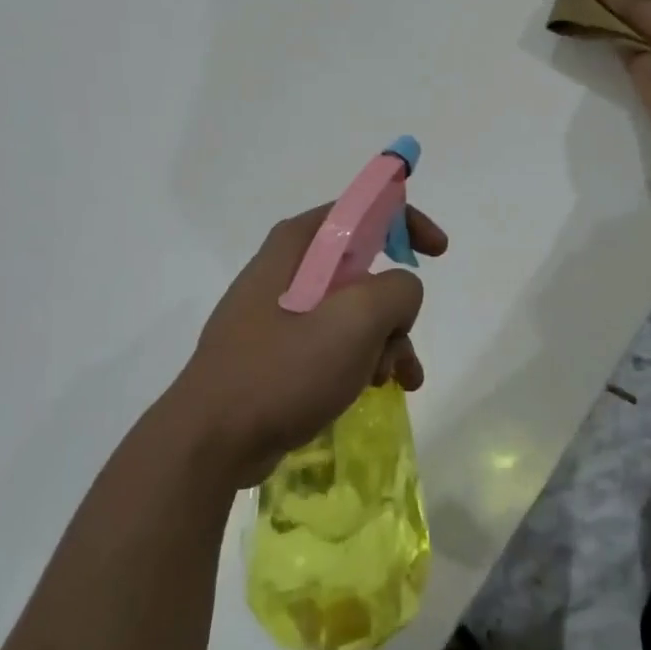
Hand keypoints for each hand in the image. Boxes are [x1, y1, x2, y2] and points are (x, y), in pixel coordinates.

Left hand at [169, 204, 448, 488]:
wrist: (213, 440)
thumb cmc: (284, 369)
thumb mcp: (355, 320)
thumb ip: (397, 291)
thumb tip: (400, 295)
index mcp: (297, 246)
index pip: (361, 209)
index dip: (405, 222)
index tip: (437, 252)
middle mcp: (287, 270)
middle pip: (363, 269)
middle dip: (395, 307)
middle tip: (401, 341)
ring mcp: (280, 314)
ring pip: (353, 312)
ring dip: (384, 342)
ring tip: (394, 380)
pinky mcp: (278, 353)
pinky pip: (333, 344)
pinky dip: (360, 361)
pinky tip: (374, 391)